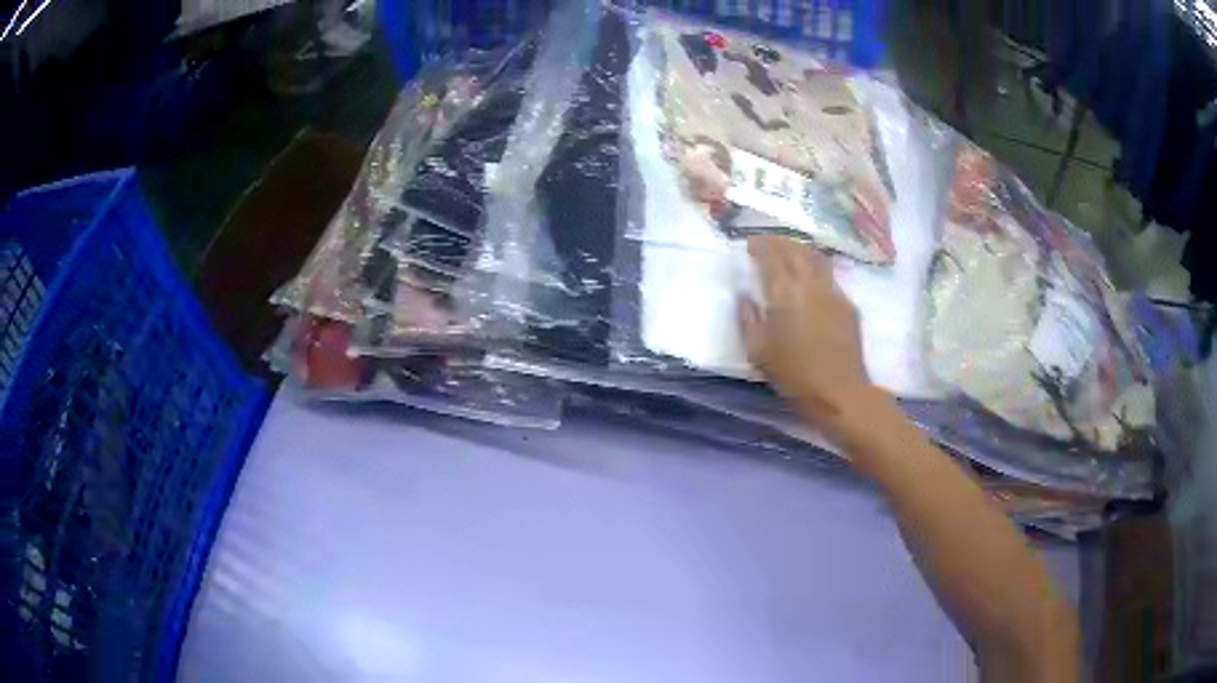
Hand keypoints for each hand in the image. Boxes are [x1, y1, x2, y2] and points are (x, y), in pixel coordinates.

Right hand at [739, 235, 873, 426]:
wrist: (839, 392)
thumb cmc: (794, 375)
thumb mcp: (758, 352)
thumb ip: (747, 319)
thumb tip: (744, 297)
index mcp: (784, 292)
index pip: (771, 255)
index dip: (759, 245)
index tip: (749, 243)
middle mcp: (810, 283)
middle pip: (794, 249)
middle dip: (778, 241)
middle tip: (766, 242)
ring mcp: (833, 291)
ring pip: (815, 257)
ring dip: (799, 248)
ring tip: (789, 250)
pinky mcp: (847, 304)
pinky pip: (829, 274)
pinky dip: (815, 266)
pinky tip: (811, 277)